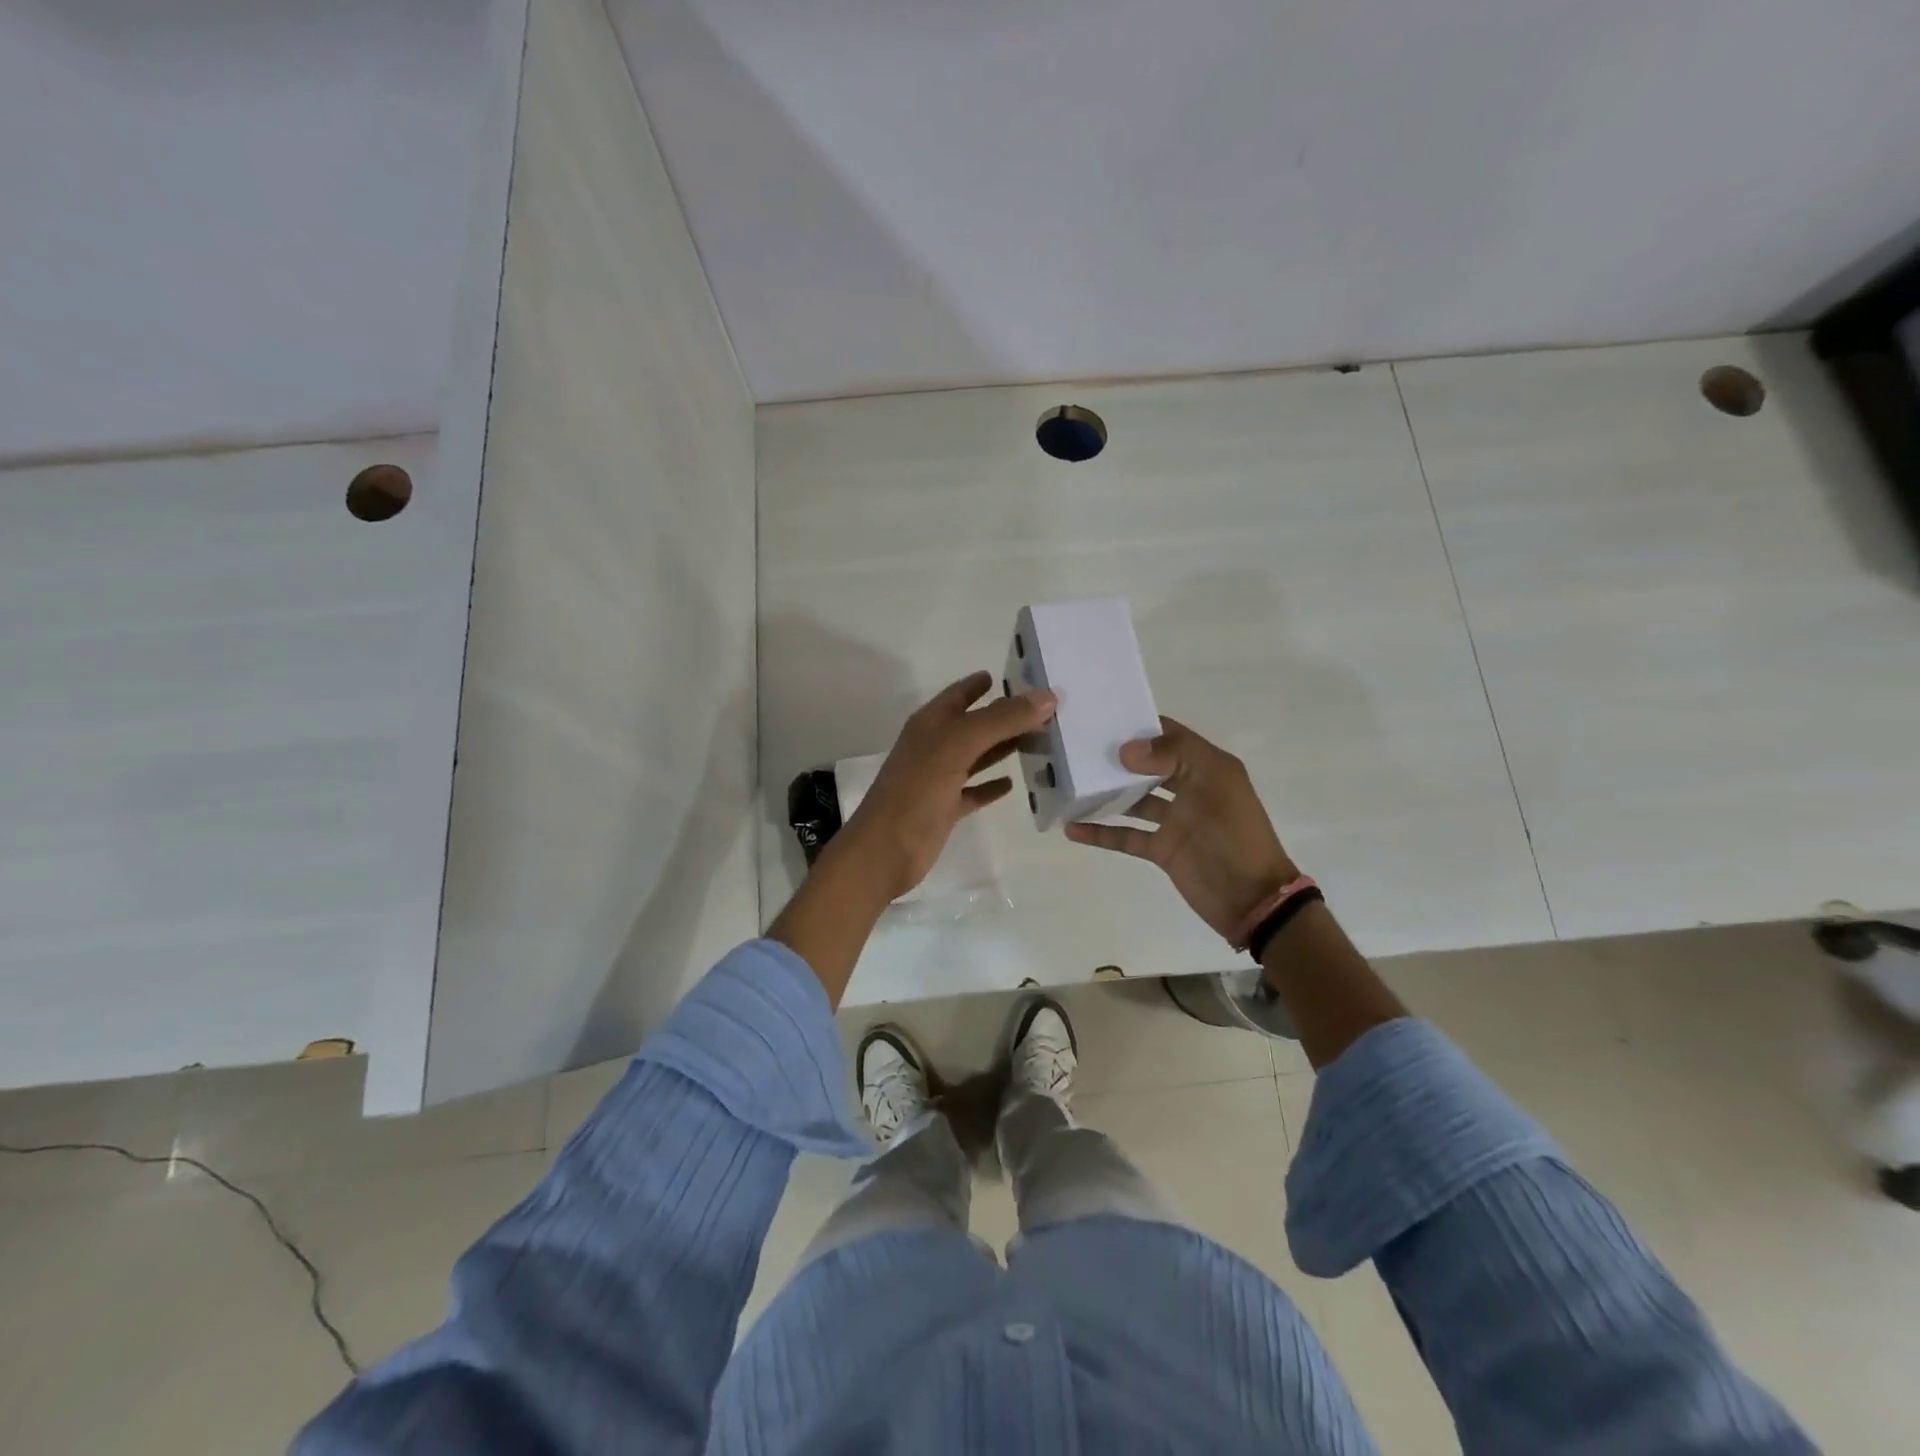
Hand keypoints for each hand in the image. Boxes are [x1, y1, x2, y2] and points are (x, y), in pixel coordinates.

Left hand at [840, 670, 1056, 902]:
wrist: (886, 849)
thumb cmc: (918, 790)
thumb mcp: (959, 745)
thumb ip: (1001, 719)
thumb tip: (1047, 696)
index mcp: (930, 724)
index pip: (959, 694)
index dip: (982, 683)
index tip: (1018, 675)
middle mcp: (934, 746)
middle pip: (974, 724)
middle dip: (1005, 715)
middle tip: (1045, 710)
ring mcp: (938, 778)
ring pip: (977, 756)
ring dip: (1003, 747)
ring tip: (1040, 739)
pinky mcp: (945, 808)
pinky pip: (974, 791)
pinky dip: (992, 785)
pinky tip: (1013, 783)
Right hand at [1066, 717, 1297, 940]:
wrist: (1252, 898)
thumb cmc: (1236, 833)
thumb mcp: (1214, 783)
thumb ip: (1172, 757)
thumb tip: (1125, 749)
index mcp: (1207, 767)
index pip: (1170, 735)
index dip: (1141, 725)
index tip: (1103, 718)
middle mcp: (1189, 788)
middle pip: (1147, 766)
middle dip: (1117, 758)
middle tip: (1078, 749)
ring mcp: (1174, 820)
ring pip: (1133, 800)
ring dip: (1106, 794)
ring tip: (1070, 784)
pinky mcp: (1161, 849)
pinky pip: (1126, 836)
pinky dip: (1101, 833)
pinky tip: (1073, 828)